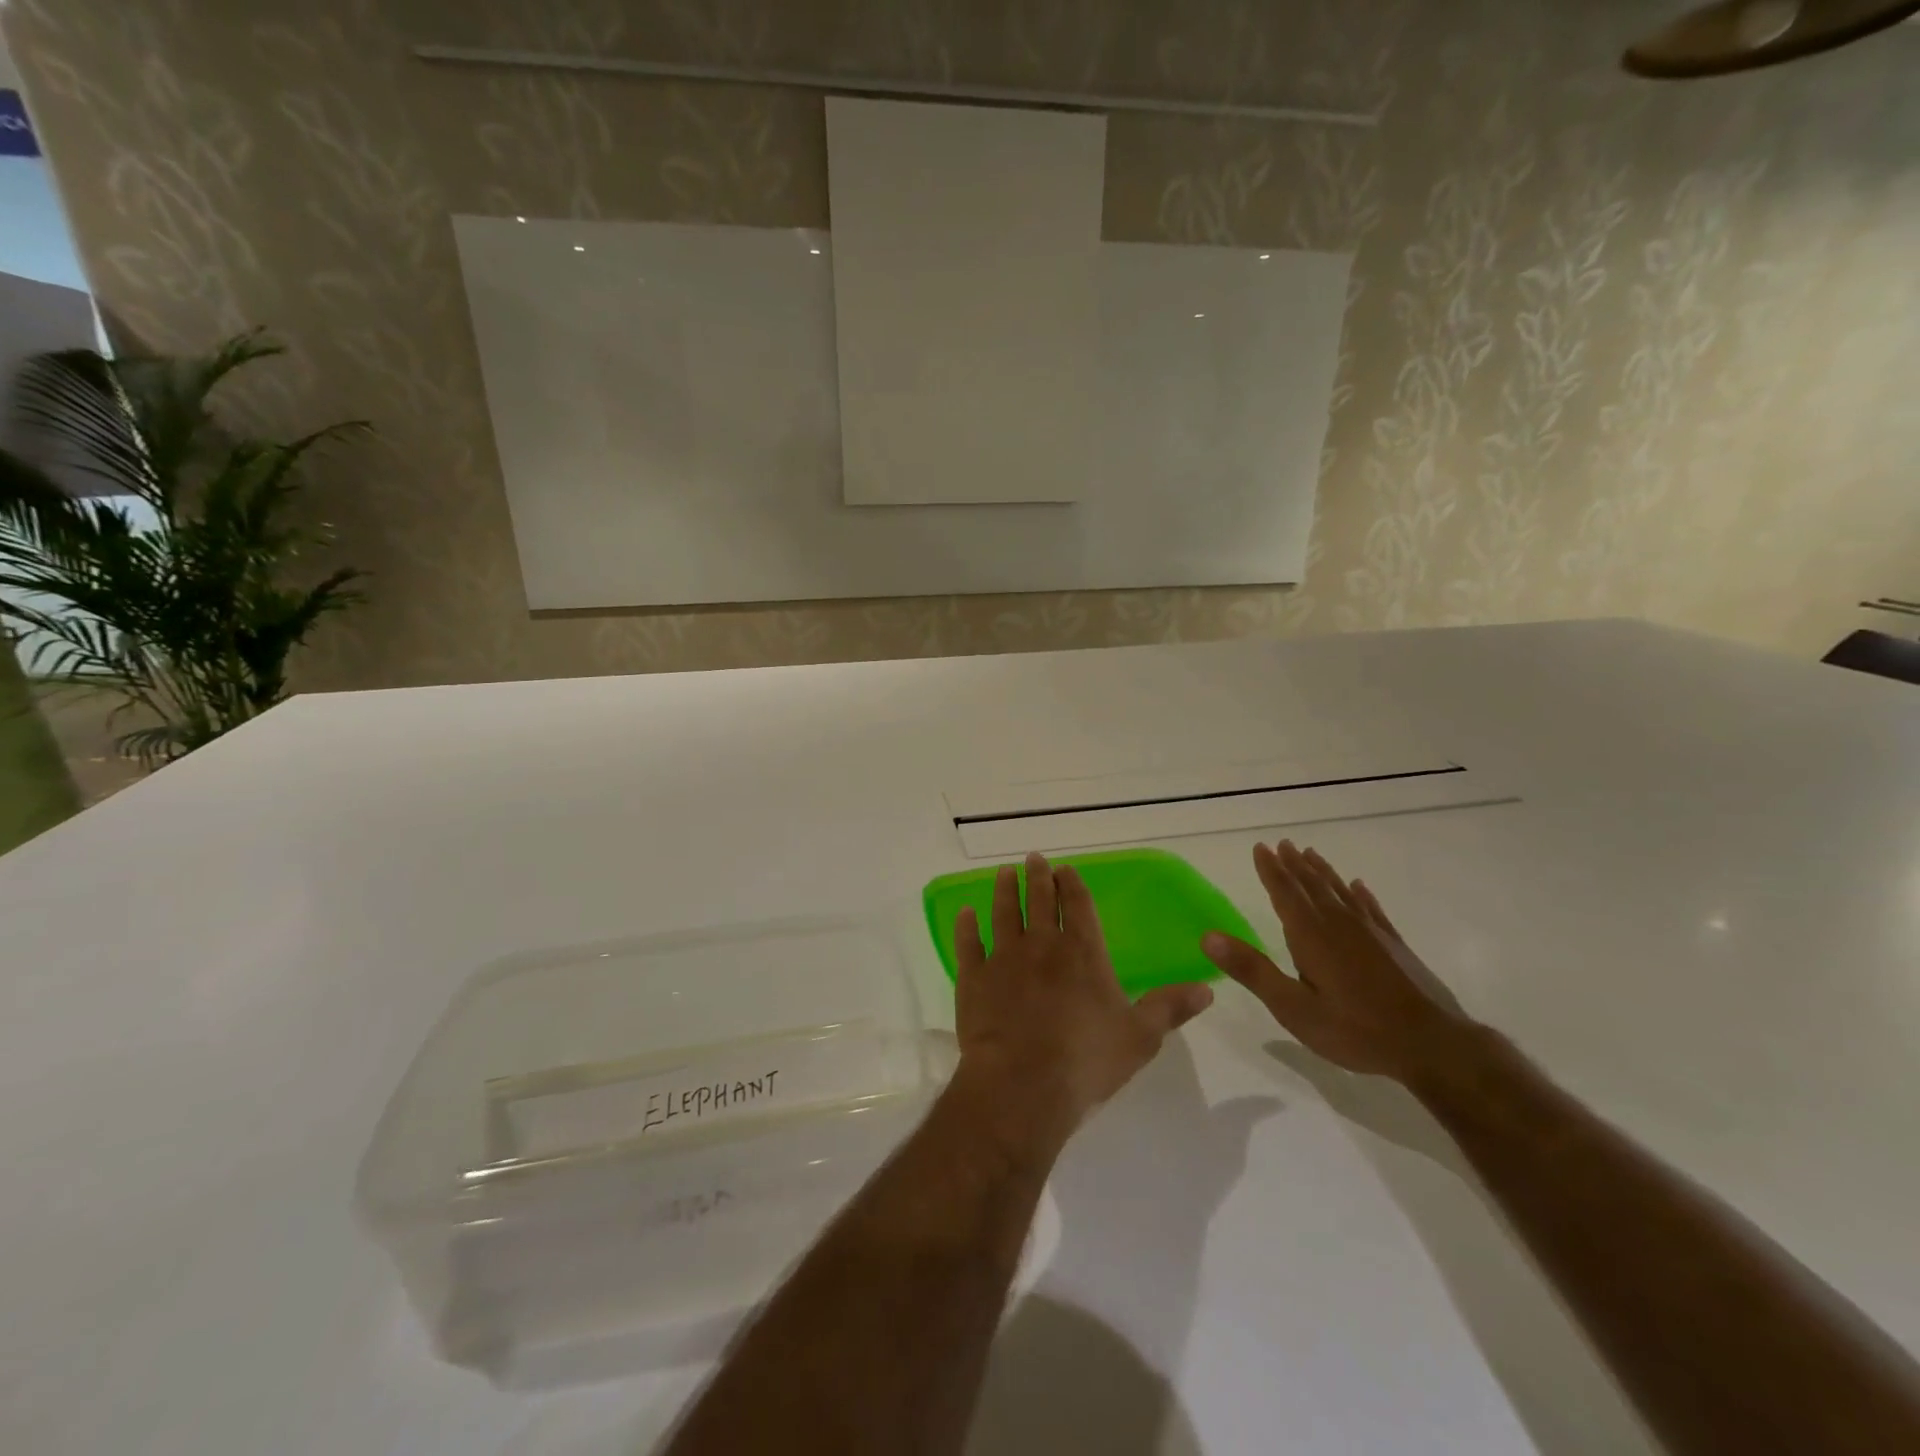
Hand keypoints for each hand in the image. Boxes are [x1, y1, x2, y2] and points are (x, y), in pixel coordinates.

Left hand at [950, 852, 1213, 1159]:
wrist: (1021, 1085)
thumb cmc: (1085, 1061)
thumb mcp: (1139, 1038)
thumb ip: (1169, 1008)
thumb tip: (1207, 987)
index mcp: (1083, 953)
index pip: (1079, 906)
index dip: (1073, 884)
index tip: (1066, 868)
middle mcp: (1042, 945)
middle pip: (1040, 901)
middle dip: (1038, 877)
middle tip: (1033, 858)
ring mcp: (1003, 958)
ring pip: (1004, 913)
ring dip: (1004, 890)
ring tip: (1004, 873)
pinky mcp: (973, 978)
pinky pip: (967, 944)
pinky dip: (966, 927)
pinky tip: (965, 913)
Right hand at [1201, 840, 1476, 1086]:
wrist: (1434, 1047)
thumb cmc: (1356, 1029)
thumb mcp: (1293, 1008)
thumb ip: (1252, 970)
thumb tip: (1208, 937)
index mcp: (1311, 936)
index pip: (1285, 893)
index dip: (1271, 870)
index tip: (1260, 847)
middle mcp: (1340, 924)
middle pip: (1312, 886)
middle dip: (1294, 865)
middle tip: (1282, 844)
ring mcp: (1371, 933)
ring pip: (1340, 892)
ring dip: (1322, 872)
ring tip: (1310, 854)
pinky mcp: (1394, 946)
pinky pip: (1372, 909)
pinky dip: (1361, 894)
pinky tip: (1358, 886)